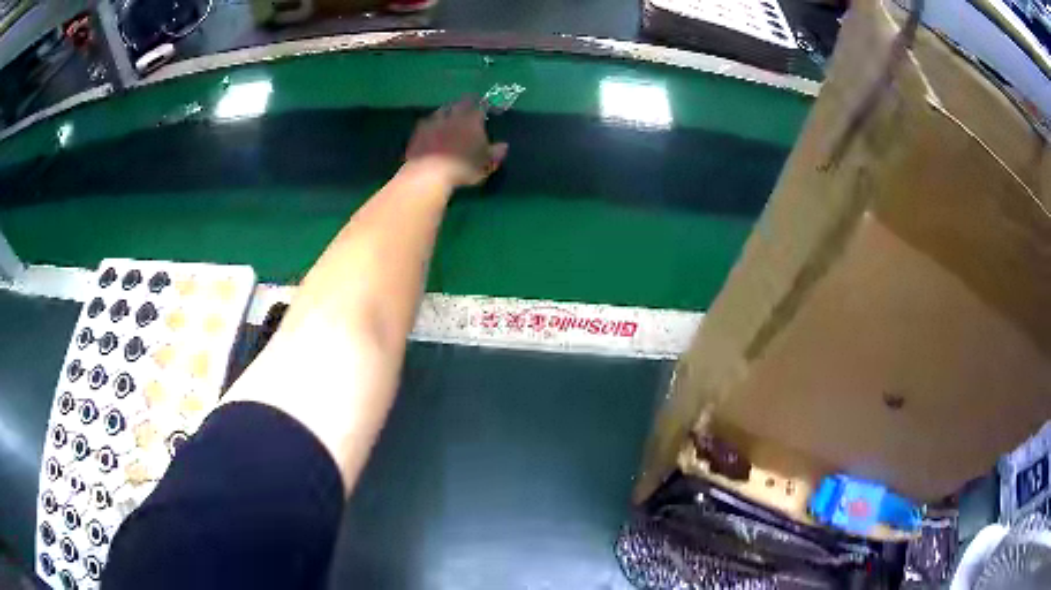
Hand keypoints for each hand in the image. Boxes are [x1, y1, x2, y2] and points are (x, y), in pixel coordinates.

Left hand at [404, 98, 508, 187]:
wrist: (429, 172)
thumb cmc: (463, 168)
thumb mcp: (485, 165)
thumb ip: (495, 154)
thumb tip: (504, 146)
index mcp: (472, 121)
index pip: (480, 107)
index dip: (483, 106)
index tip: (485, 105)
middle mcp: (454, 116)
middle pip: (460, 103)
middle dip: (465, 103)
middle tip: (468, 104)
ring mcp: (434, 122)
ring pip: (442, 110)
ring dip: (447, 111)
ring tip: (449, 114)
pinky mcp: (419, 131)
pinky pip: (427, 122)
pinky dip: (431, 123)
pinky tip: (430, 127)